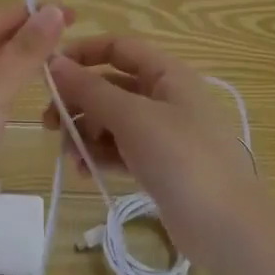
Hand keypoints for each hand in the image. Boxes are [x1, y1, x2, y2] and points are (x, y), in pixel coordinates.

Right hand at [41, 35, 258, 261]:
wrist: (226, 227)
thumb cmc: (181, 158)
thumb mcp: (132, 117)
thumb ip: (90, 89)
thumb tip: (54, 63)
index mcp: (167, 74)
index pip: (118, 48)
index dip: (83, 53)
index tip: (48, 71)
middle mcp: (165, 97)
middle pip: (110, 86)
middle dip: (78, 101)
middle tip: (49, 123)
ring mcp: (163, 133)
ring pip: (112, 120)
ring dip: (86, 133)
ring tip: (69, 155)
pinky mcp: (159, 165)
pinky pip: (120, 150)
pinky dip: (100, 155)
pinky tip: (84, 171)